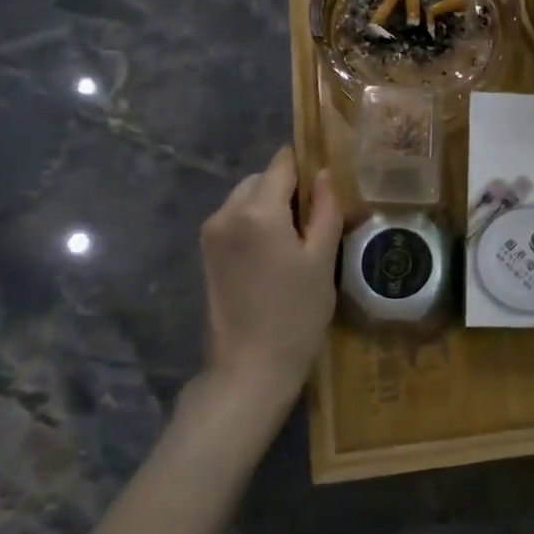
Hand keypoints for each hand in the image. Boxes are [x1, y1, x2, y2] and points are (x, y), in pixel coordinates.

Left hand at [199, 147, 343, 409]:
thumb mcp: (322, 260)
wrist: (249, 368)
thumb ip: (325, 210)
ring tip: (297, 238)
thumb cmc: (296, 314)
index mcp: (258, 210)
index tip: (327, 181)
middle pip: (262, 179)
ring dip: (270, 204)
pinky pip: (235, 218)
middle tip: (316, 218)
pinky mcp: (206, 252)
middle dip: (288, 188)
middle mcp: (227, 212)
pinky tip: (275, 252)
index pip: (282, 164)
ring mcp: (212, 232)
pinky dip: (255, 222)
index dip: (306, 165)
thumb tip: (324, 174)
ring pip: (246, 197)